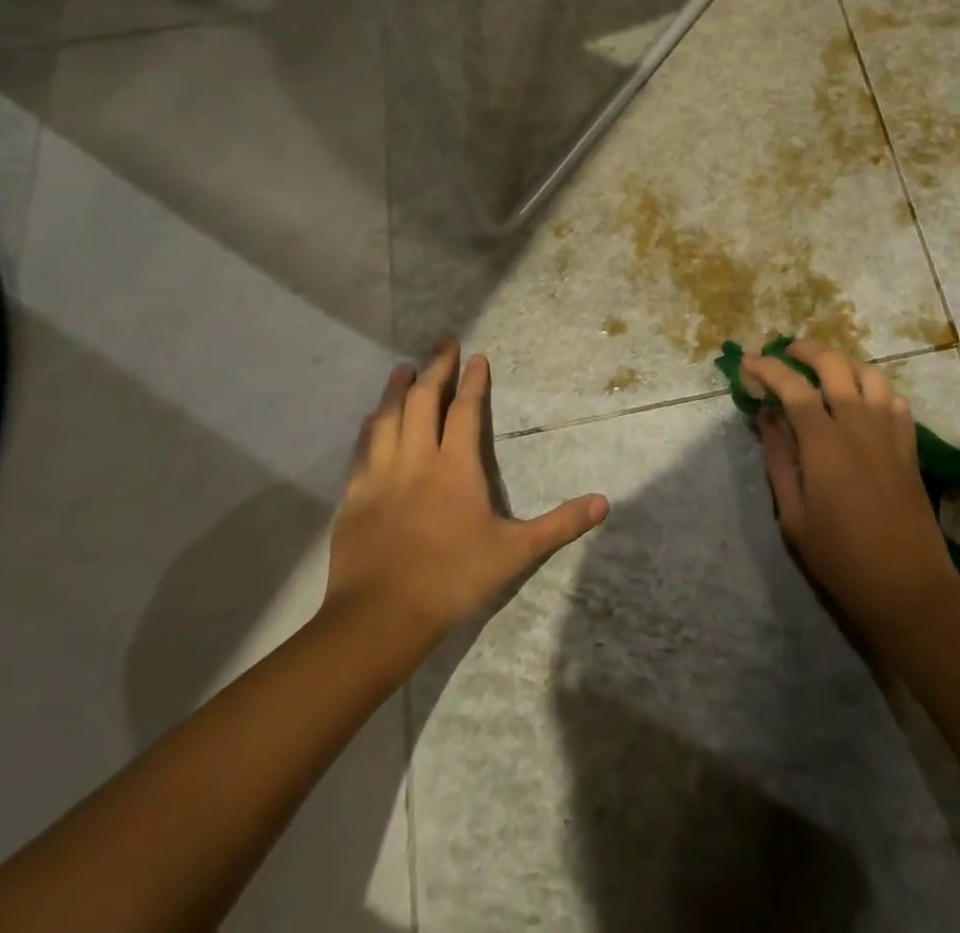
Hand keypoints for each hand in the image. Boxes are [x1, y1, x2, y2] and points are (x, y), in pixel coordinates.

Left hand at [323, 341, 607, 670]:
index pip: (466, 412)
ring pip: (388, 418)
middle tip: (442, 343)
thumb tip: (603, 503)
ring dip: (398, 389)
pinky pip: (363, 449)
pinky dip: (371, 426)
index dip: (472, 382)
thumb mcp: (515, 552)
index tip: (477, 357)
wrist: (379, 616)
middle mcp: (417, 460)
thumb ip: (559, 525)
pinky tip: (372, 419)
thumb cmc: (452, 578)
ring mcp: (381, 475)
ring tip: (403, 368)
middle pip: (423, 401)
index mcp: (455, 467)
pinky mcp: (355, 496)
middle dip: (435, 368)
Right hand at [748, 341, 959, 650]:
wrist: (908, 588)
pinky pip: (894, 400)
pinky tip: (862, 405)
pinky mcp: (909, 446)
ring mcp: (889, 432)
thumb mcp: (794, 517)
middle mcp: (859, 424)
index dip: (768, 368)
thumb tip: (767, 419)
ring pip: (869, 374)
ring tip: (824, 373)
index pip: (792, 387)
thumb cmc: (841, 559)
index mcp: (825, 442)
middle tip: (786, 355)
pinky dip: (874, 390)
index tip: (749, 362)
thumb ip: (779, 461)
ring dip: (843, 364)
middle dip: (806, 351)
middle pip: (834, 365)